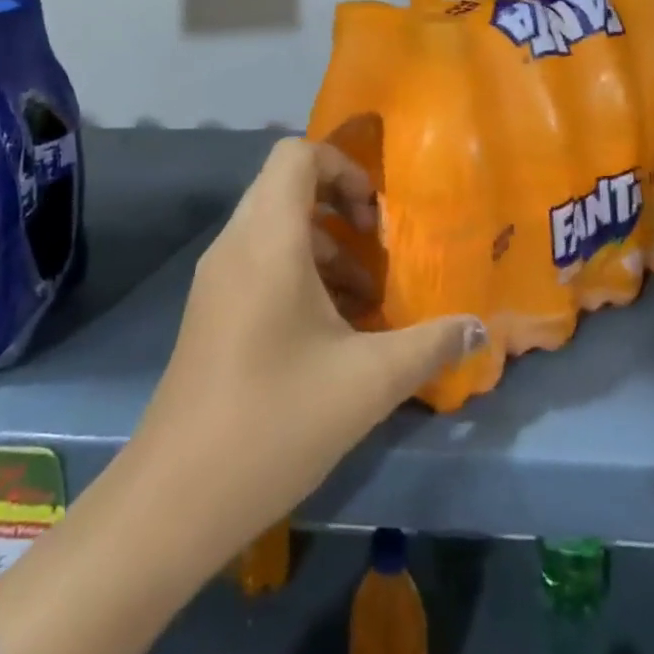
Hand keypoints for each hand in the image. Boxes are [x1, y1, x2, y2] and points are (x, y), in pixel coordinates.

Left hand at [129, 137, 483, 555]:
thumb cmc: (275, 419)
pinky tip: (333, 330)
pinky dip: (299, 272)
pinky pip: (260, 260)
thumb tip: (478, 329)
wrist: (175, 499)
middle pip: (286, 184)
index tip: (377, 213)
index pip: (296, 153)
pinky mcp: (211, 309)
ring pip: (275, 226)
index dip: (342, 165)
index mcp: (268, 238)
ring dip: (324, 245)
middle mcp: (236, 243)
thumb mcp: (367, 382)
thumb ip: (429, 345)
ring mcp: (217, 277)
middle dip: (339, 203)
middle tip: (378, 244)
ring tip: (367, 297)